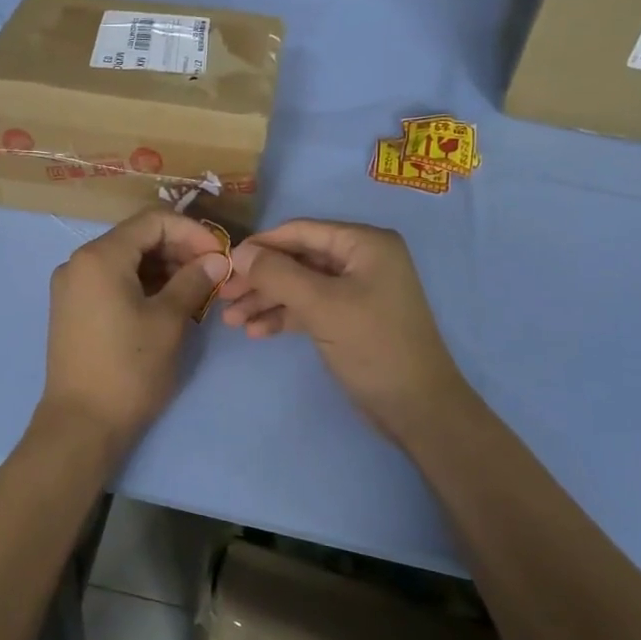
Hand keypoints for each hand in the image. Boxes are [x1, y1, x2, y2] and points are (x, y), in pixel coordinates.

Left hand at [40, 209, 229, 443]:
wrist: (81, 424)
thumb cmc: (129, 368)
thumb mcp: (168, 321)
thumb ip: (193, 281)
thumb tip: (216, 261)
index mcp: (99, 256)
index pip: (152, 221)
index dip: (191, 232)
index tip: (219, 254)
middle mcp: (78, 263)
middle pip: (136, 238)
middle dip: (178, 249)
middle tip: (212, 273)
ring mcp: (71, 287)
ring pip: (124, 261)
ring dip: (162, 268)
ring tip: (196, 289)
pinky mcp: (71, 309)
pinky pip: (111, 281)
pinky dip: (141, 284)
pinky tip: (168, 302)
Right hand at [216, 220, 468, 446]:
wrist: (417, 408)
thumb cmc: (373, 346)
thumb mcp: (322, 306)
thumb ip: (277, 275)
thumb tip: (237, 252)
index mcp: (364, 243)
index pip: (301, 231)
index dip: (260, 245)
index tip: (224, 264)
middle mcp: (361, 260)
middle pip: (297, 259)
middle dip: (260, 279)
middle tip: (223, 297)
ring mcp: (356, 290)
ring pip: (299, 286)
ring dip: (266, 301)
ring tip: (231, 321)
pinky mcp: (350, 319)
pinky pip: (309, 308)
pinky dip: (284, 317)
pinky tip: (256, 332)